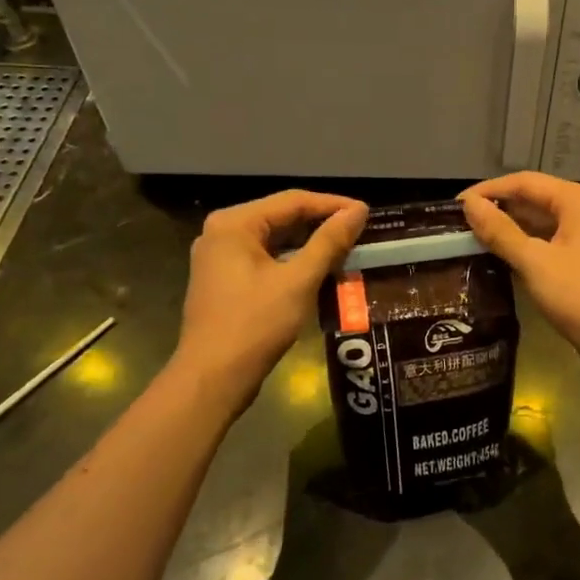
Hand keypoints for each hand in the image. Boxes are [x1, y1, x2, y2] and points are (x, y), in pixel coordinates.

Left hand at [177, 190, 366, 396]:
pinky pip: (266, 259)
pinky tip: (319, 271)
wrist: (213, 379)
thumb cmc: (255, 324)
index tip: (366, 213)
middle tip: (360, 232)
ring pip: (274, 240)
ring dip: (309, 244)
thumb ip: (329, 242)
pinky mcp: (225, 282)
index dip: (333, 205)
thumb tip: (358, 211)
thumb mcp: (298, 280)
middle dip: (321, 224)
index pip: (292, 201)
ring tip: (346, 249)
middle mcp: (222, 233)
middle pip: (281, 217)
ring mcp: (219, 258)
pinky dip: (293, 262)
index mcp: (234, 224)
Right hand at [460, 173, 579, 377]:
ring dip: (508, 230)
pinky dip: (523, 247)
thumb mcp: (534, 262)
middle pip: (532, 199)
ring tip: (470, 240)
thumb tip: (468, 204)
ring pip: (538, 223)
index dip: (488, 190)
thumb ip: (500, 231)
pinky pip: (546, 243)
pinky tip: (497, 258)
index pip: (524, 182)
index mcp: (576, 200)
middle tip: (458, 225)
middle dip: (497, 209)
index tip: (454, 206)